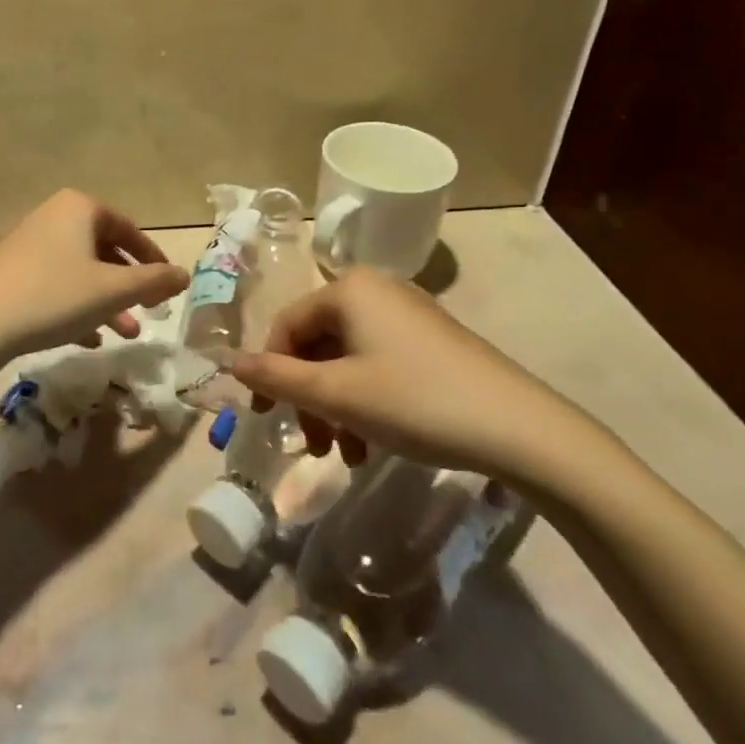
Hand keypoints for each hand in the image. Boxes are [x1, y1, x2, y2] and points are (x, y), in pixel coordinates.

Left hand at [0, 190, 188, 365]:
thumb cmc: (53, 297)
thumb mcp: (113, 291)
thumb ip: (154, 281)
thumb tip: (184, 274)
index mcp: (79, 208)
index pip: (128, 229)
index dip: (153, 259)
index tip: (168, 286)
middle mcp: (52, 216)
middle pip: (102, 251)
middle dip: (128, 287)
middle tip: (148, 314)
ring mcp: (26, 243)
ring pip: (78, 271)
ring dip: (104, 302)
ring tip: (123, 335)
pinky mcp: (7, 271)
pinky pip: (52, 284)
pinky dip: (74, 307)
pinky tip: (86, 339)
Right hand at [227, 267, 612, 488]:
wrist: (517, 428)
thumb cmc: (413, 401)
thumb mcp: (336, 394)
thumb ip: (275, 377)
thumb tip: (227, 360)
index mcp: (348, 288)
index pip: (287, 326)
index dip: (269, 372)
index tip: (264, 418)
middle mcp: (376, 290)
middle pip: (318, 343)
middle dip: (308, 397)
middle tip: (314, 445)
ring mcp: (407, 314)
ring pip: (347, 359)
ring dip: (336, 406)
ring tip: (346, 454)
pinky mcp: (431, 340)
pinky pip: (378, 364)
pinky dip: (365, 401)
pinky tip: (373, 445)